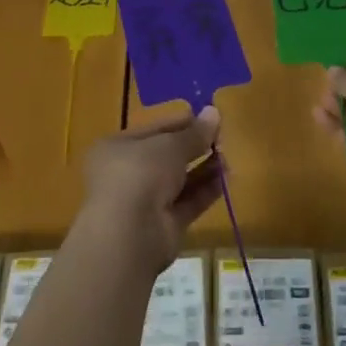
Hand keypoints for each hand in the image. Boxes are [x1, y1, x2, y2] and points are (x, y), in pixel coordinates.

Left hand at [78, 107, 224, 272]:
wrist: (130, 234)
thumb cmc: (141, 173)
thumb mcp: (170, 145)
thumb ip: (194, 133)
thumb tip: (214, 112)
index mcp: (117, 148)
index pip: (153, 130)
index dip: (181, 123)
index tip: (208, 118)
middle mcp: (128, 174)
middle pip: (166, 156)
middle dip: (194, 147)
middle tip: (222, 137)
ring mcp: (145, 203)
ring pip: (178, 181)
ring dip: (203, 168)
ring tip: (228, 157)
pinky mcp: (163, 227)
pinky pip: (187, 203)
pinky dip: (205, 191)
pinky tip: (225, 179)